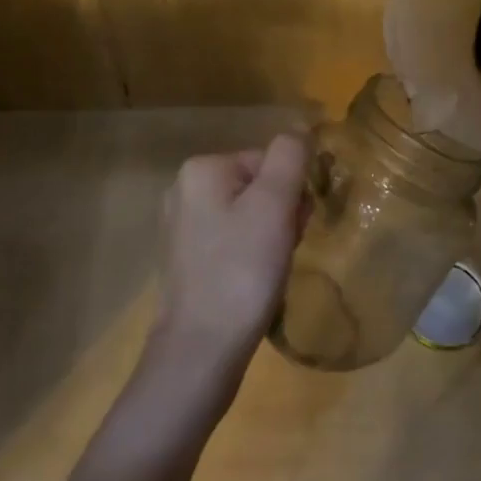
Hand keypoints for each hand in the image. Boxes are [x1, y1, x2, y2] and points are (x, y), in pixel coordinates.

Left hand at [149, 135, 307, 382]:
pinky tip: (253, 282)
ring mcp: (181, 227)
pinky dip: (250, 255)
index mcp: (201, 169)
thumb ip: (290, 157)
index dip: (290, 192)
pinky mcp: (185, 260)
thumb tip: (300, 128)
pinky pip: (232, 241)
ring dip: (270, 235)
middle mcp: (184, 189)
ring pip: (248, 214)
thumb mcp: (274, 205)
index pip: (269, 161)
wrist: (200, 352)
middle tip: (281, 251)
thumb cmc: (241, 271)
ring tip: (269, 270)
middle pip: (258, 186)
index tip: (291, 227)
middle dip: (280, 214)